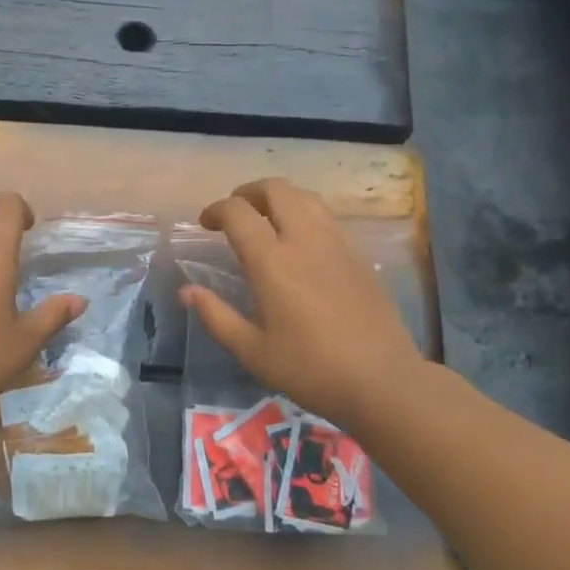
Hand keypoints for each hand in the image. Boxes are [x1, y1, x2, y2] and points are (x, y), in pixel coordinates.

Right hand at [182, 178, 424, 426]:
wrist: (382, 380)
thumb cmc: (310, 368)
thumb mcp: (252, 351)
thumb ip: (216, 316)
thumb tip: (187, 292)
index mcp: (272, 261)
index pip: (238, 212)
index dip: (216, 209)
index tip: (206, 223)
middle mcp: (304, 240)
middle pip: (276, 189)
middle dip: (249, 192)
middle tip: (235, 212)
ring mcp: (336, 243)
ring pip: (305, 197)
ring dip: (279, 198)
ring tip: (266, 219)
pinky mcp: (358, 255)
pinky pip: (326, 216)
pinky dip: (304, 214)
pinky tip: (299, 242)